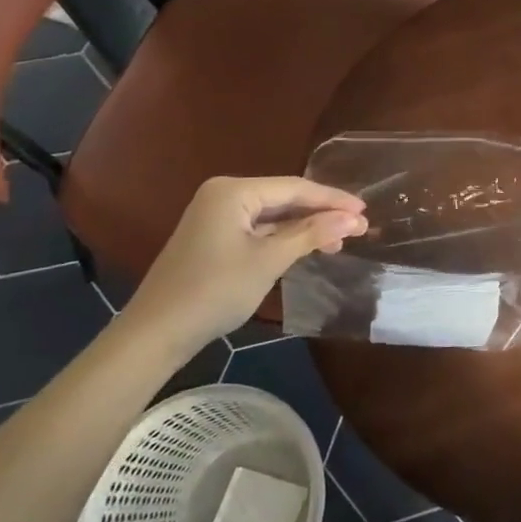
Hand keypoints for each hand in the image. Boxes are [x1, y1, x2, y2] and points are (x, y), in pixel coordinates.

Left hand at [121, 177, 366, 352]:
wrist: (155, 333)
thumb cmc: (215, 290)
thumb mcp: (269, 260)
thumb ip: (312, 234)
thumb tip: (354, 217)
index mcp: (234, 191)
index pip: (295, 188)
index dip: (333, 199)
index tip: (365, 210)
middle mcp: (225, 194)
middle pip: (285, 199)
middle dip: (322, 214)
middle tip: (359, 228)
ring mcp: (217, 216)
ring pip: (274, 216)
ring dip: (306, 228)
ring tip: (339, 242)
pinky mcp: (215, 237)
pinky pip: (259, 230)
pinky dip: (285, 238)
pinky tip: (308, 248)